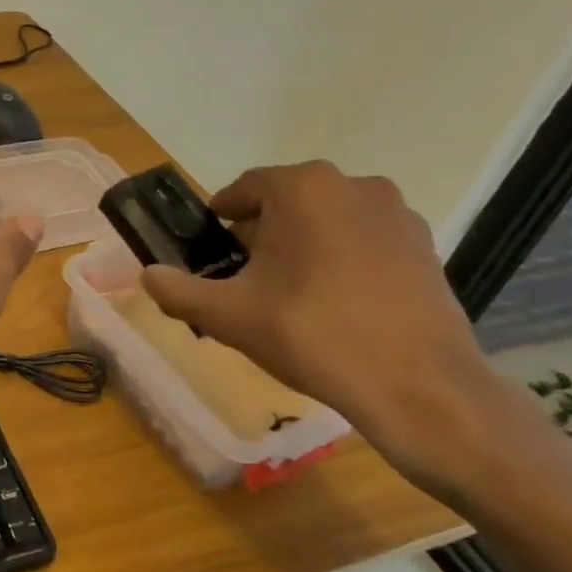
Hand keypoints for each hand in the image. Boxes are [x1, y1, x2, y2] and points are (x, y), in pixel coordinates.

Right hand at [139, 162, 502, 496]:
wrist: (418, 386)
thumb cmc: (312, 334)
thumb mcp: (227, 315)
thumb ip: (176, 290)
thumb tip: (147, 275)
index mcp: (302, 188)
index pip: (244, 190)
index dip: (221, 219)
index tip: (210, 250)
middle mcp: (353, 185)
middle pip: (286, 203)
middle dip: (260, 235)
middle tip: (243, 279)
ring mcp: (396, 214)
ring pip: (327, 221)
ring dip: (301, 246)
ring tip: (289, 294)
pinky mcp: (425, 247)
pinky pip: (363, 241)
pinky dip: (341, 260)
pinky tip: (334, 304)